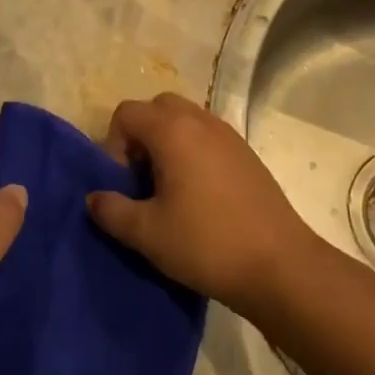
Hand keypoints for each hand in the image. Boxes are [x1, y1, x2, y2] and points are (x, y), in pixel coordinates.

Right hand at [87, 93, 314, 316]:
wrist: (281, 267)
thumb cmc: (206, 244)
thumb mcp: (147, 234)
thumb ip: (111, 211)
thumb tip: (94, 198)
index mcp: (173, 131)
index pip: (127, 113)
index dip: (114, 145)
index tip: (124, 183)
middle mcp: (202, 122)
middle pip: (158, 107)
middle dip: (141, 136)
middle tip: (143, 179)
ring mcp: (229, 136)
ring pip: (186, 120)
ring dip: (168, 144)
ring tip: (170, 190)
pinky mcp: (248, 155)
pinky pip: (209, 137)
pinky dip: (194, 153)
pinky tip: (199, 197)